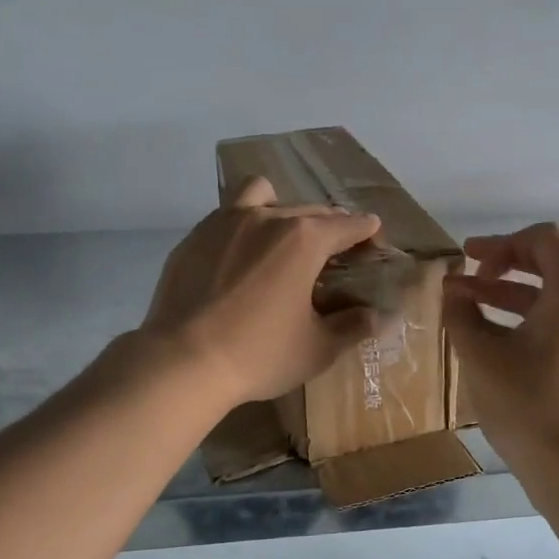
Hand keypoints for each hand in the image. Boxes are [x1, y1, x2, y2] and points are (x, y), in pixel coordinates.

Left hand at [139, 177, 382, 407]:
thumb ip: (352, 326)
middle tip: (335, 250)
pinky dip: (244, 226)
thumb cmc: (258, 354)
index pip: (348, 225)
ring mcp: (225, 222)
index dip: (366, 230)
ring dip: (282, 208)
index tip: (374, 235)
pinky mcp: (194, 237)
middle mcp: (267, 218)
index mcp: (304, 239)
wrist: (180, 363)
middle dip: (330, 224)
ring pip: (262, 195)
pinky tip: (242, 257)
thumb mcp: (317, 348)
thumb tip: (378, 316)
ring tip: (283, 236)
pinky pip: (227, 215)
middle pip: (310, 209)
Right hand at [443, 223, 558, 471]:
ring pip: (550, 299)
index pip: (543, 238)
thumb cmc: (529, 404)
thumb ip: (461, 315)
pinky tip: (492, 345)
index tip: (469, 262)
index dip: (502, 242)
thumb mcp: (482, 356)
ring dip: (507, 297)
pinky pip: (558, 325)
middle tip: (463, 277)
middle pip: (548, 265)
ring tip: (465, 311)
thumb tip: (453, 293)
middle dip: (501, 267)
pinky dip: (524, 322)